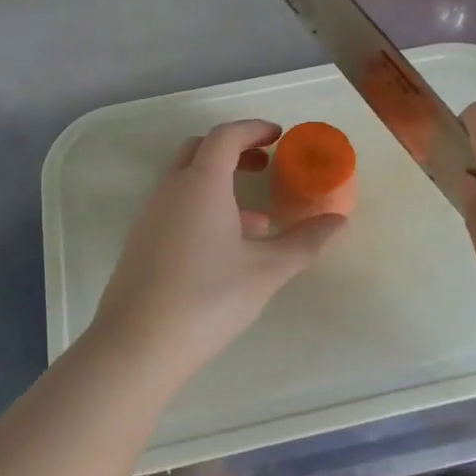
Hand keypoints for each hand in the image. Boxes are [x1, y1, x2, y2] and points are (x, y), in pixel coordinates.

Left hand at [89, 120, 346, 384]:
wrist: (136, 346)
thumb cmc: (207, 298)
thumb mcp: (266, 271)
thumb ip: (304, 242)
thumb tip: (339, 220)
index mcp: (201, 182)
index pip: (225, 136)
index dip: (253, 129)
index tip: (278, 136)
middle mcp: (171, 189)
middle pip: (201, 150)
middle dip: (235, 150)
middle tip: (265, 165)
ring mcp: (151, 215)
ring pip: (186, 181)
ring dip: (220, 183)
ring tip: (257, 217)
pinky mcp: (141, 242)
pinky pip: (176, 206)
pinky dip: (203, 207)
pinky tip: (226, 248)